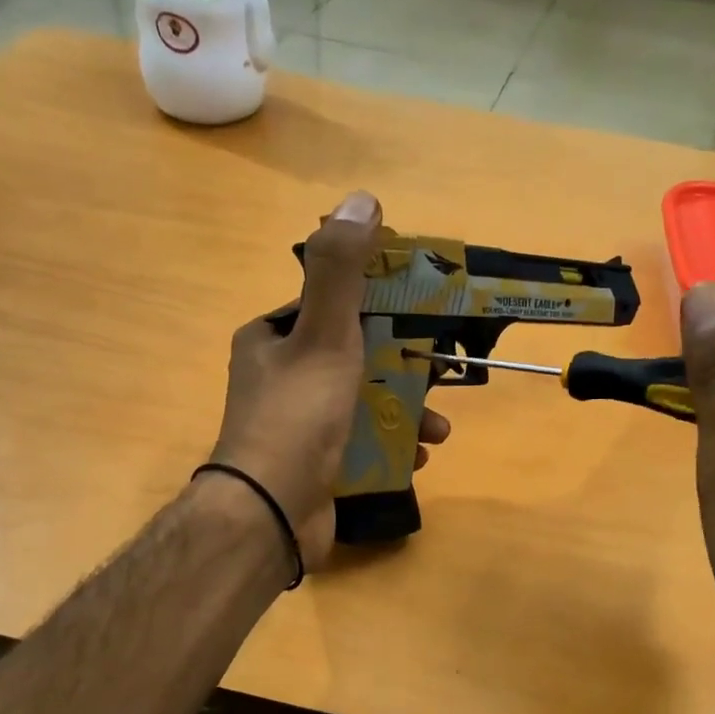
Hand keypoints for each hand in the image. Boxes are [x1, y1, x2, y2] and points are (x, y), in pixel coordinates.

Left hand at [209, 190, 449, 566]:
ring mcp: (297, 427)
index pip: (331, 307)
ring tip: (439, 431)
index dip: (380, 306)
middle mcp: (280, 378)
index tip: (423, 316)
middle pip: (356, 358)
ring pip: (363, 405)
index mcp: (272, 340)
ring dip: (406, 413)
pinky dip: (391, 447)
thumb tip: (362, 199)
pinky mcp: (314, 467)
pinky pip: (361, 445)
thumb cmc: (297, 417)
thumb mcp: (323, 335)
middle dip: (404, 369)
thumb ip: (342, 272)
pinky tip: (417, 457)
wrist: (270, 514)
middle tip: (444, 377)